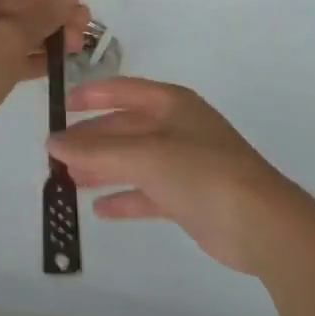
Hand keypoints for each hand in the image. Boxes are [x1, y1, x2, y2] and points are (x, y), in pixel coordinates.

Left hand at [0, 0, 87, 147]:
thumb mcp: (9, 39)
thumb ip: (43, 15)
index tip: (78, 1)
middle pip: (8, 4)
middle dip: (47, 16)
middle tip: (86, 27)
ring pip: (4, 31)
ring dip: (40, 37)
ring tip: (78, 45)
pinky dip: (23, 57)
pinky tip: (56, 64)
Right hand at [47, 77, 305, 273]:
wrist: (261, 224)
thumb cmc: (202, 172)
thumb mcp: (146, 156)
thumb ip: (97, 152)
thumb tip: (53, 143)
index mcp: (171, 103)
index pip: (123, 91)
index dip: (92, 95)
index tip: (61, 107)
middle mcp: (176, 127)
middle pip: (125, 128)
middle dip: (92, 139)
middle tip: (56, 154)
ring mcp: (184, 163)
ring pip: (133, 161)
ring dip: (103, 169)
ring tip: (67, 180)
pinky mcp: (188, 198)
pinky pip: (147, 192)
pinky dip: (124, 197)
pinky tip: (99, 209)